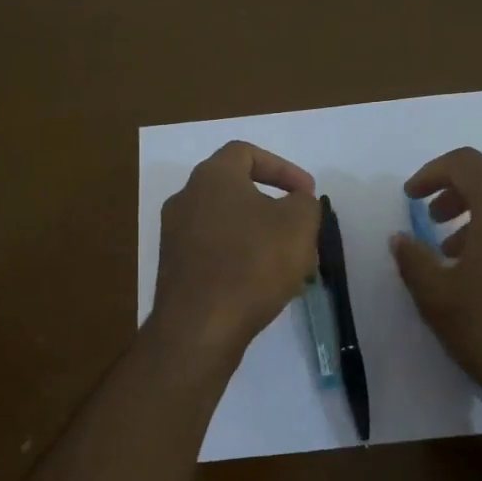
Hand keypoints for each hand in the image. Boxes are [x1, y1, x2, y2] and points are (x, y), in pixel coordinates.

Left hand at [151, 141, 321, 361]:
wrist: (200, 327)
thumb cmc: (253, 263)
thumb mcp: (299, 224)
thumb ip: (304, 203)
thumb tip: (295, 203)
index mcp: (212, 177)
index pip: (247, 153)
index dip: (283, 168)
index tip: (307, 194)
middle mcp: (185, 199)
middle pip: (237, 192)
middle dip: (275, 208)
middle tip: (301, 230)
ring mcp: (174, 236)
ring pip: (228, 225)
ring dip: (261, 237)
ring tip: (291, 264)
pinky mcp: (174, 269)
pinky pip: (215, 253)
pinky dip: (241, 260)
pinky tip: (264, 285)